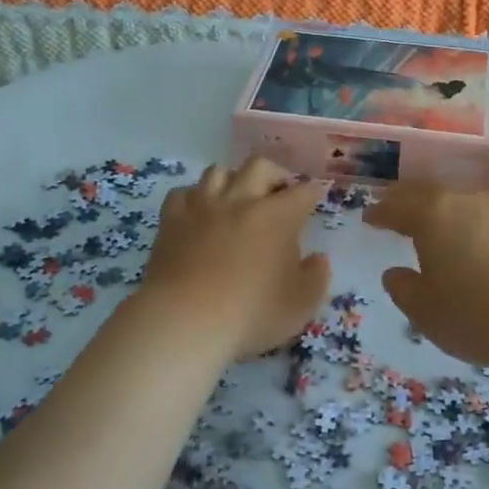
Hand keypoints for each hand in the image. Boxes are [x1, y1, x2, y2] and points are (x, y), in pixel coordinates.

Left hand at [139, 158, 330, 360]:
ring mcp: (202, 207)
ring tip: (237, 197)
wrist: (184, 321)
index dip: (312, 192)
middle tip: (279, 193)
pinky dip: (194, 197)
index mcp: (278, 216)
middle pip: (260, 166)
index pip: (303, 191)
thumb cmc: (250, 314)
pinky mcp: (171, 220)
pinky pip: (182, 193)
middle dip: (274, 174)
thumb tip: (318, 258)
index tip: (315, 198)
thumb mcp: (300, 305)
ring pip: (218, 171)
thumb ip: (316, 277)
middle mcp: (241, 200)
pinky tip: (198, 211)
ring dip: (232, 180)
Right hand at [364, 182, 488, 368]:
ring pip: (459, 202)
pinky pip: (484, 217)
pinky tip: (472, 242)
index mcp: (432, 215)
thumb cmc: (482, 312)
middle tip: (394, 211)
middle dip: (407, 202)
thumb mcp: (429, 313)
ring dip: (440, 212)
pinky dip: (468, 225)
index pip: (396, 206)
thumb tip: (395, 273)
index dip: (380, 213)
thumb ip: (405, 290)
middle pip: (428, 193)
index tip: (369, 218)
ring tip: (432, 228)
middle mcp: (464, 201)